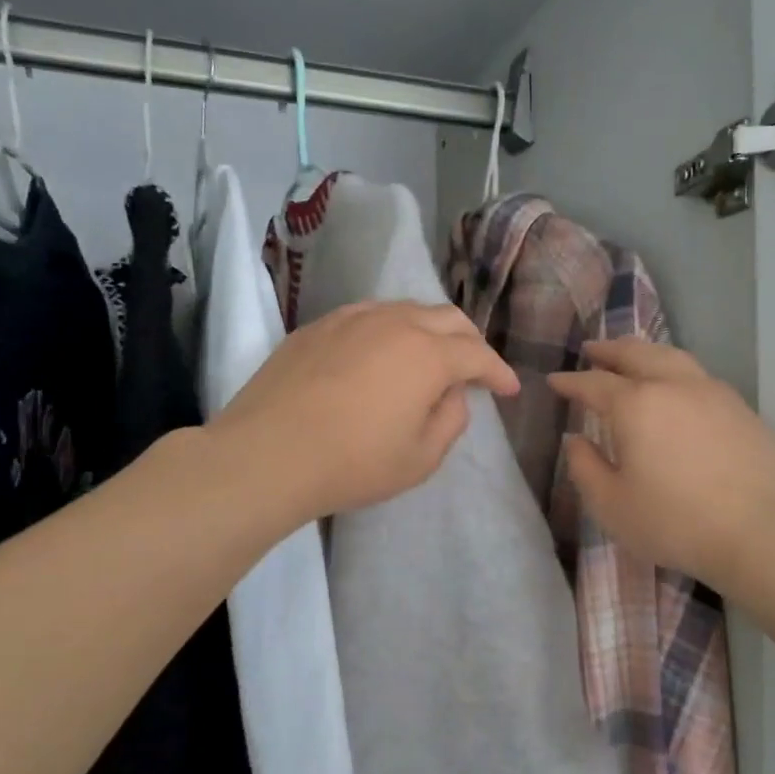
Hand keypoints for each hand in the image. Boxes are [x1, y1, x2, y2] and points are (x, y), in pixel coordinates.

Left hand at [213, 300, 518, 521]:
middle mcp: (394, 323)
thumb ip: (450, 420)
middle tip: (474, 369)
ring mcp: (351, 319)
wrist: (265, 454)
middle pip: (447, 318)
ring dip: (429, 330)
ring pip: (406, 310)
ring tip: (430, 356)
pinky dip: (389, 329)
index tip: (508, 390)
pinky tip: (380, 352)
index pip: (477, 354)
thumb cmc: (352, 463)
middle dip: (470, 341)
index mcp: (427, 355)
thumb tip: (451, 394)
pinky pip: (367, 315)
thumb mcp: (420, 458)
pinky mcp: (317, 326)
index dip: (498, 372)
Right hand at [548, 340, 774, 598]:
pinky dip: (675, 369)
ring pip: (672, 356)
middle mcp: (673, 385)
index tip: (555, 380)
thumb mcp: (612, 505)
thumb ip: (585, 468)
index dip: (570, 382)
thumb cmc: (675, 522)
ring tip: (632, 356)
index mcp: (636, 405)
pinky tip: (676, 387)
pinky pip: (699, 375)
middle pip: (636, 354)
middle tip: (591, 350)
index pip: (594, 384)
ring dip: (644, 352)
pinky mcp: (741, 408)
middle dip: (609, 351)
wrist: (761, 533)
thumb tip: (575, 440)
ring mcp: (713, 393)